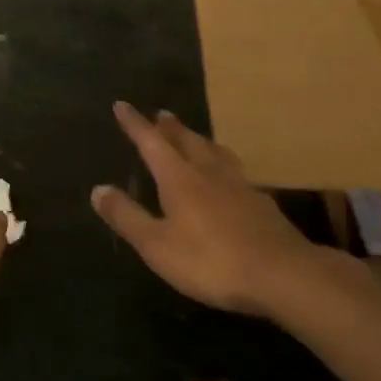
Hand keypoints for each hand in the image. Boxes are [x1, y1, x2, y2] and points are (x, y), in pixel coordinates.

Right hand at [93, 102, 331, 317]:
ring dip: (200, 140)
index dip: (134, 124)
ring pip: (215, 153)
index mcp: (178, 177)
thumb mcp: (156, 244)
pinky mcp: (262, 204)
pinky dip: (224, 165)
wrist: (283, 275)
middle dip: (169, 127)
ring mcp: (239, 186)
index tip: (122, 105)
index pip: (150, 142)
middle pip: (186, 140)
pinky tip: (229, 178)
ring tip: (195, 137)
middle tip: (161, 114)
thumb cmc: (211, 260)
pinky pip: (236, 172)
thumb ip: (127, 216)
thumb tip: (98, 189)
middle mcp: (208, 172)